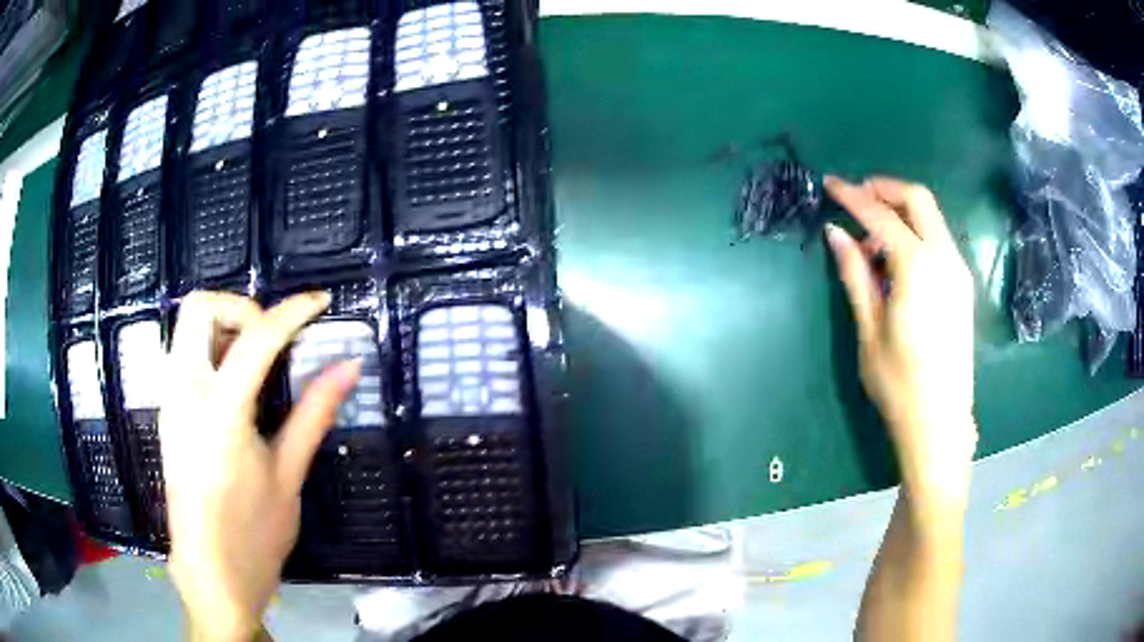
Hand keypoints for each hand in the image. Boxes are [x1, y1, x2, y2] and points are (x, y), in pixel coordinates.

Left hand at [160, 291, 360, 640]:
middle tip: (271, 339)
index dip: (292, 312)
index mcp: (219, 412)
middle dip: (240, 308)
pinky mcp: (166, 413)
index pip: (255, 338)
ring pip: (187, 328)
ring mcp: (169, 401)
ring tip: (258, 364)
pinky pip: (183, 355)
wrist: (212, 575)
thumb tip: (348, 366)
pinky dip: (212, 351)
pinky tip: (237, 388)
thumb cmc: (254, 535)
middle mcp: (183, 393)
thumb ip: (314, 413)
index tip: (320, 303)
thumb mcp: (288, 475)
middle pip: (199, 308)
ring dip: (224, 328)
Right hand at [824, 176, 976, 501]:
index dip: (854, 197)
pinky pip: (938, 241)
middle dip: (885, 190)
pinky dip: (915, 235)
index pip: (882, 216)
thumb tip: (835, 233)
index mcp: (919, 268)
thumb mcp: (869, 330)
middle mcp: (945, 259)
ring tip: (871, 246)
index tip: (830, 184)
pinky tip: (896, 264)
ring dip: (900, 214)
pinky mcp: (962, 286)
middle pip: (918, 199)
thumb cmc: (899, 383)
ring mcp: (959, 271)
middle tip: (856, 199)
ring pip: (931, 218)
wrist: (940, 422)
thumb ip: (855, 274)